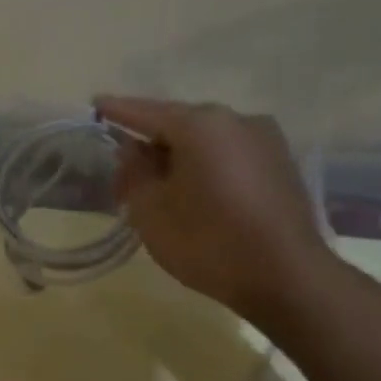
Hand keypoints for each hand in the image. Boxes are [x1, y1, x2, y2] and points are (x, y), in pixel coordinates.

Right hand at [95, 96, 331, 318]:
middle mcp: (236, 120)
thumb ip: (134, 172)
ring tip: (156, 188)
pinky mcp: (279, 164)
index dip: (117, 110)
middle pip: (180, 124)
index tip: (95, 103)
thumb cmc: (207, 241)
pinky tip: (192, 193)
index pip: (147, 112)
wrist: (285, 276)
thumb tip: (132, 149)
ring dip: (178, 158)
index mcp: (201, 124)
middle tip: (122, 173)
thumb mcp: (151, 211)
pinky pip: (228, 155)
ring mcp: (265, 140)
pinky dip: (204, 167)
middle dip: (149, 143)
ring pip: (206, 141)